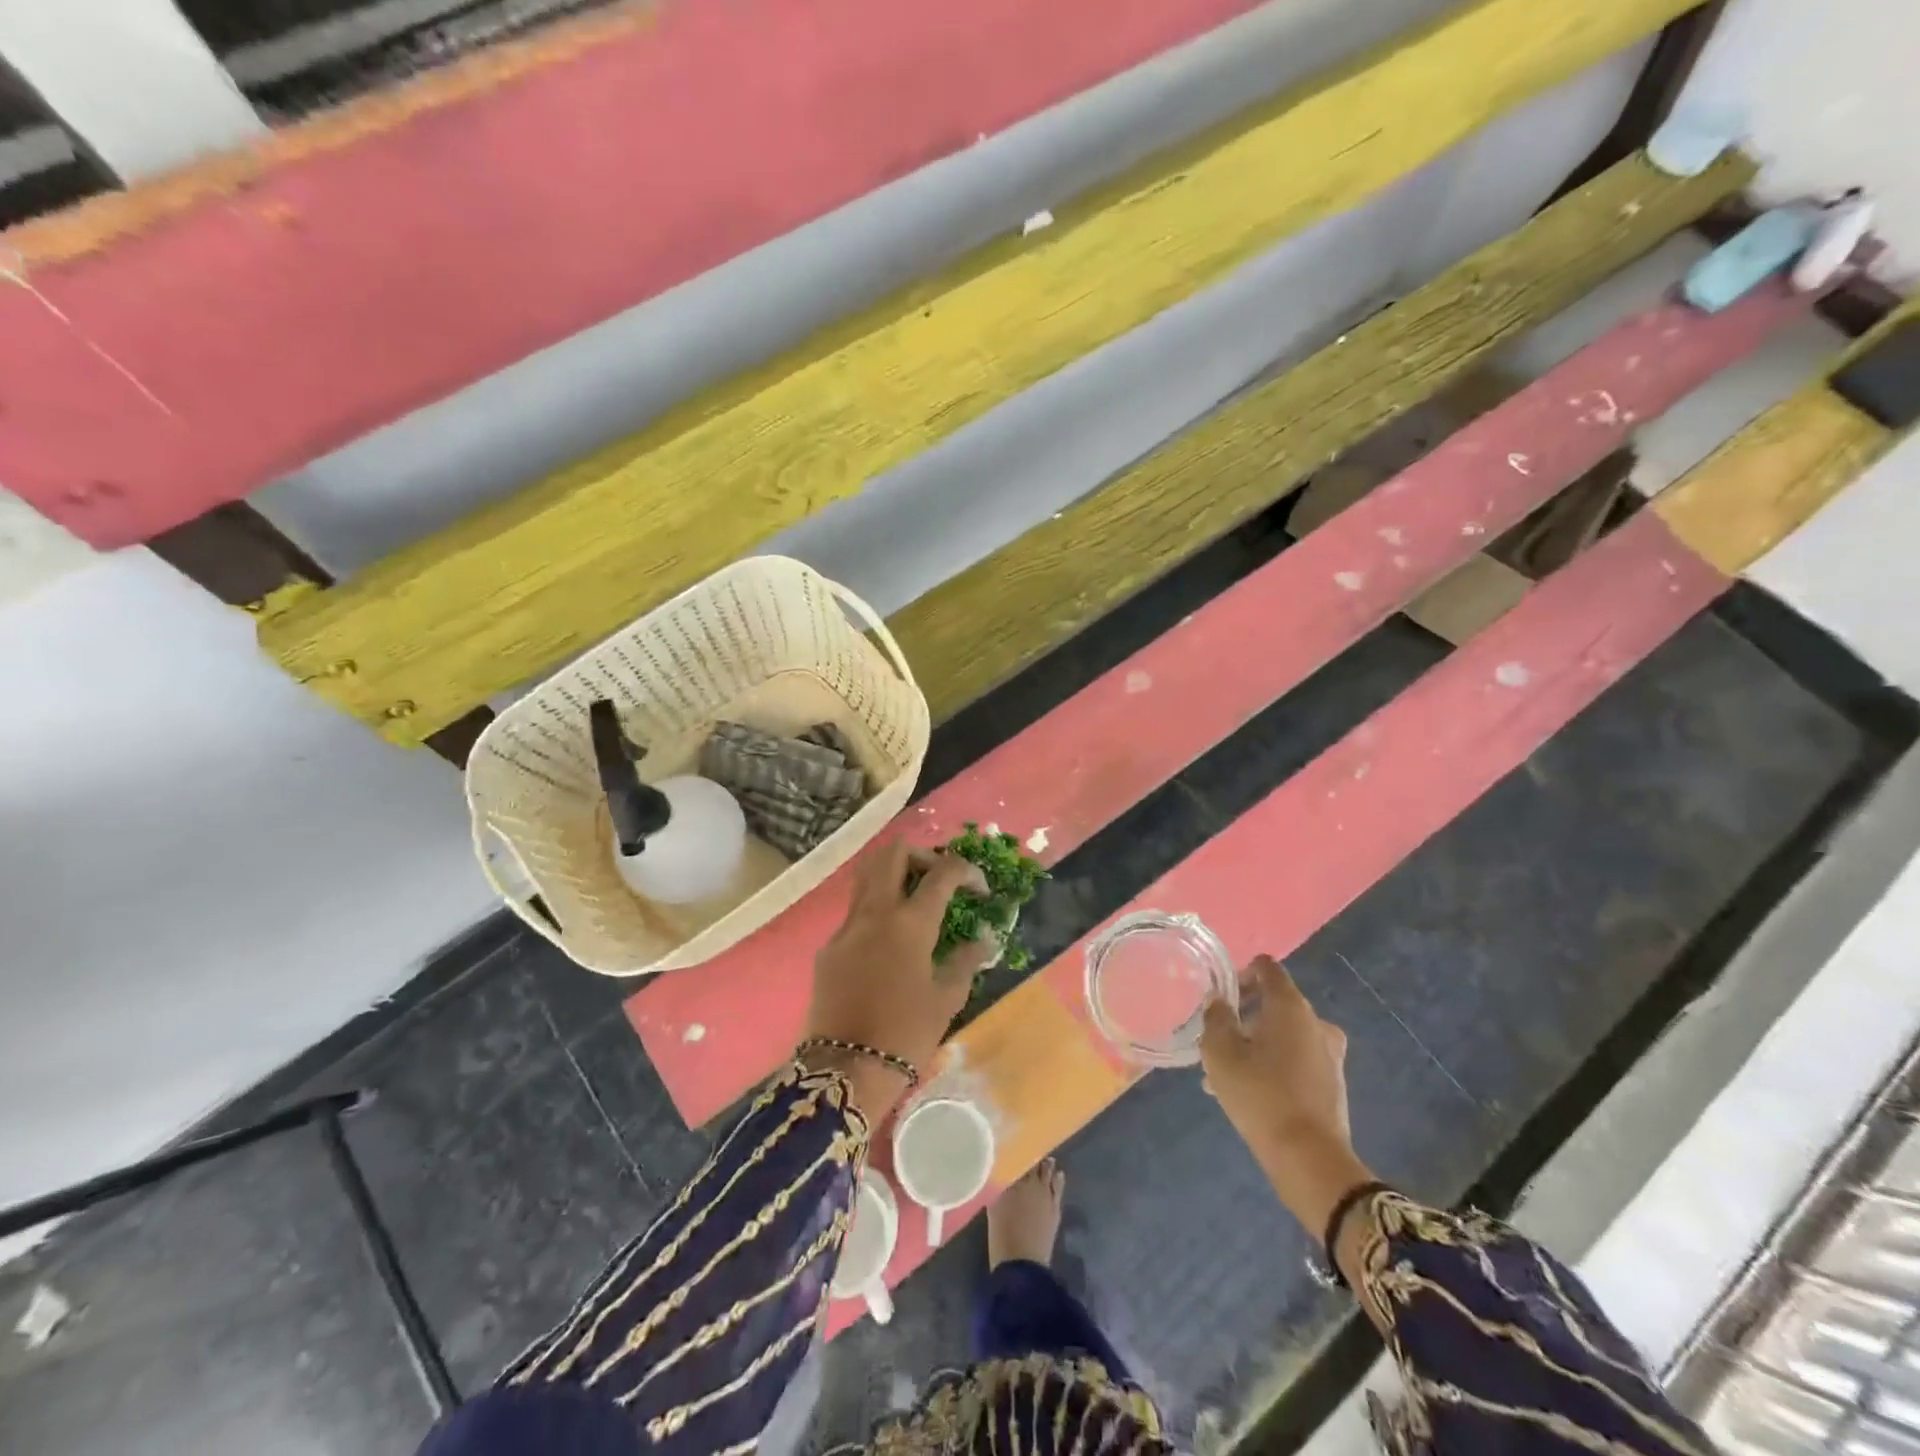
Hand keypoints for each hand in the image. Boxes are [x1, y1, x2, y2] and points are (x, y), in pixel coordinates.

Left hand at [802, 840, 993, 1119]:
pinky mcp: (829, 946)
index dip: (967, 871)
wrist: (845, 1069)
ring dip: (895, 873)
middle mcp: (876, 912)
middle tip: (940, 880)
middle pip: (894, 853)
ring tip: (915, 899)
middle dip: (923, 855)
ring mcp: (847, 926)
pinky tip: (890, 941)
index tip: (980, 890)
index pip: (943, 872)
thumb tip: (984, 938)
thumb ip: (966, 959)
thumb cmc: (906, 1033)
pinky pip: (855, 910)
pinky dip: (877, 908)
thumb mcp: (947, 998)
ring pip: (868, 874)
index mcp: (911, 922)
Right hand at [1200, 957, 1376, 1256]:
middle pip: (1276, 1003)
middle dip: (1245, 1016)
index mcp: (1290, 1006)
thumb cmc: (1259, 1094)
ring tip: (1227, 1072)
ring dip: (1258, 1044)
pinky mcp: (1333, 1084)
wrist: (1308, 1159)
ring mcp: (1330, 1055)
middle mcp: (1316, 1022)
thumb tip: (1219, 1002)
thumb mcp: (1219, 1052)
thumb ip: (1216, 1018)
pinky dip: (1275, 1065)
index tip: (1222, 997)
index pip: (1267, 968)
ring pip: (1285, 1036)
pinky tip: (1250, 1092)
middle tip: (1219, 1039)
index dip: (1242, 974)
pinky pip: (1297, 1061)